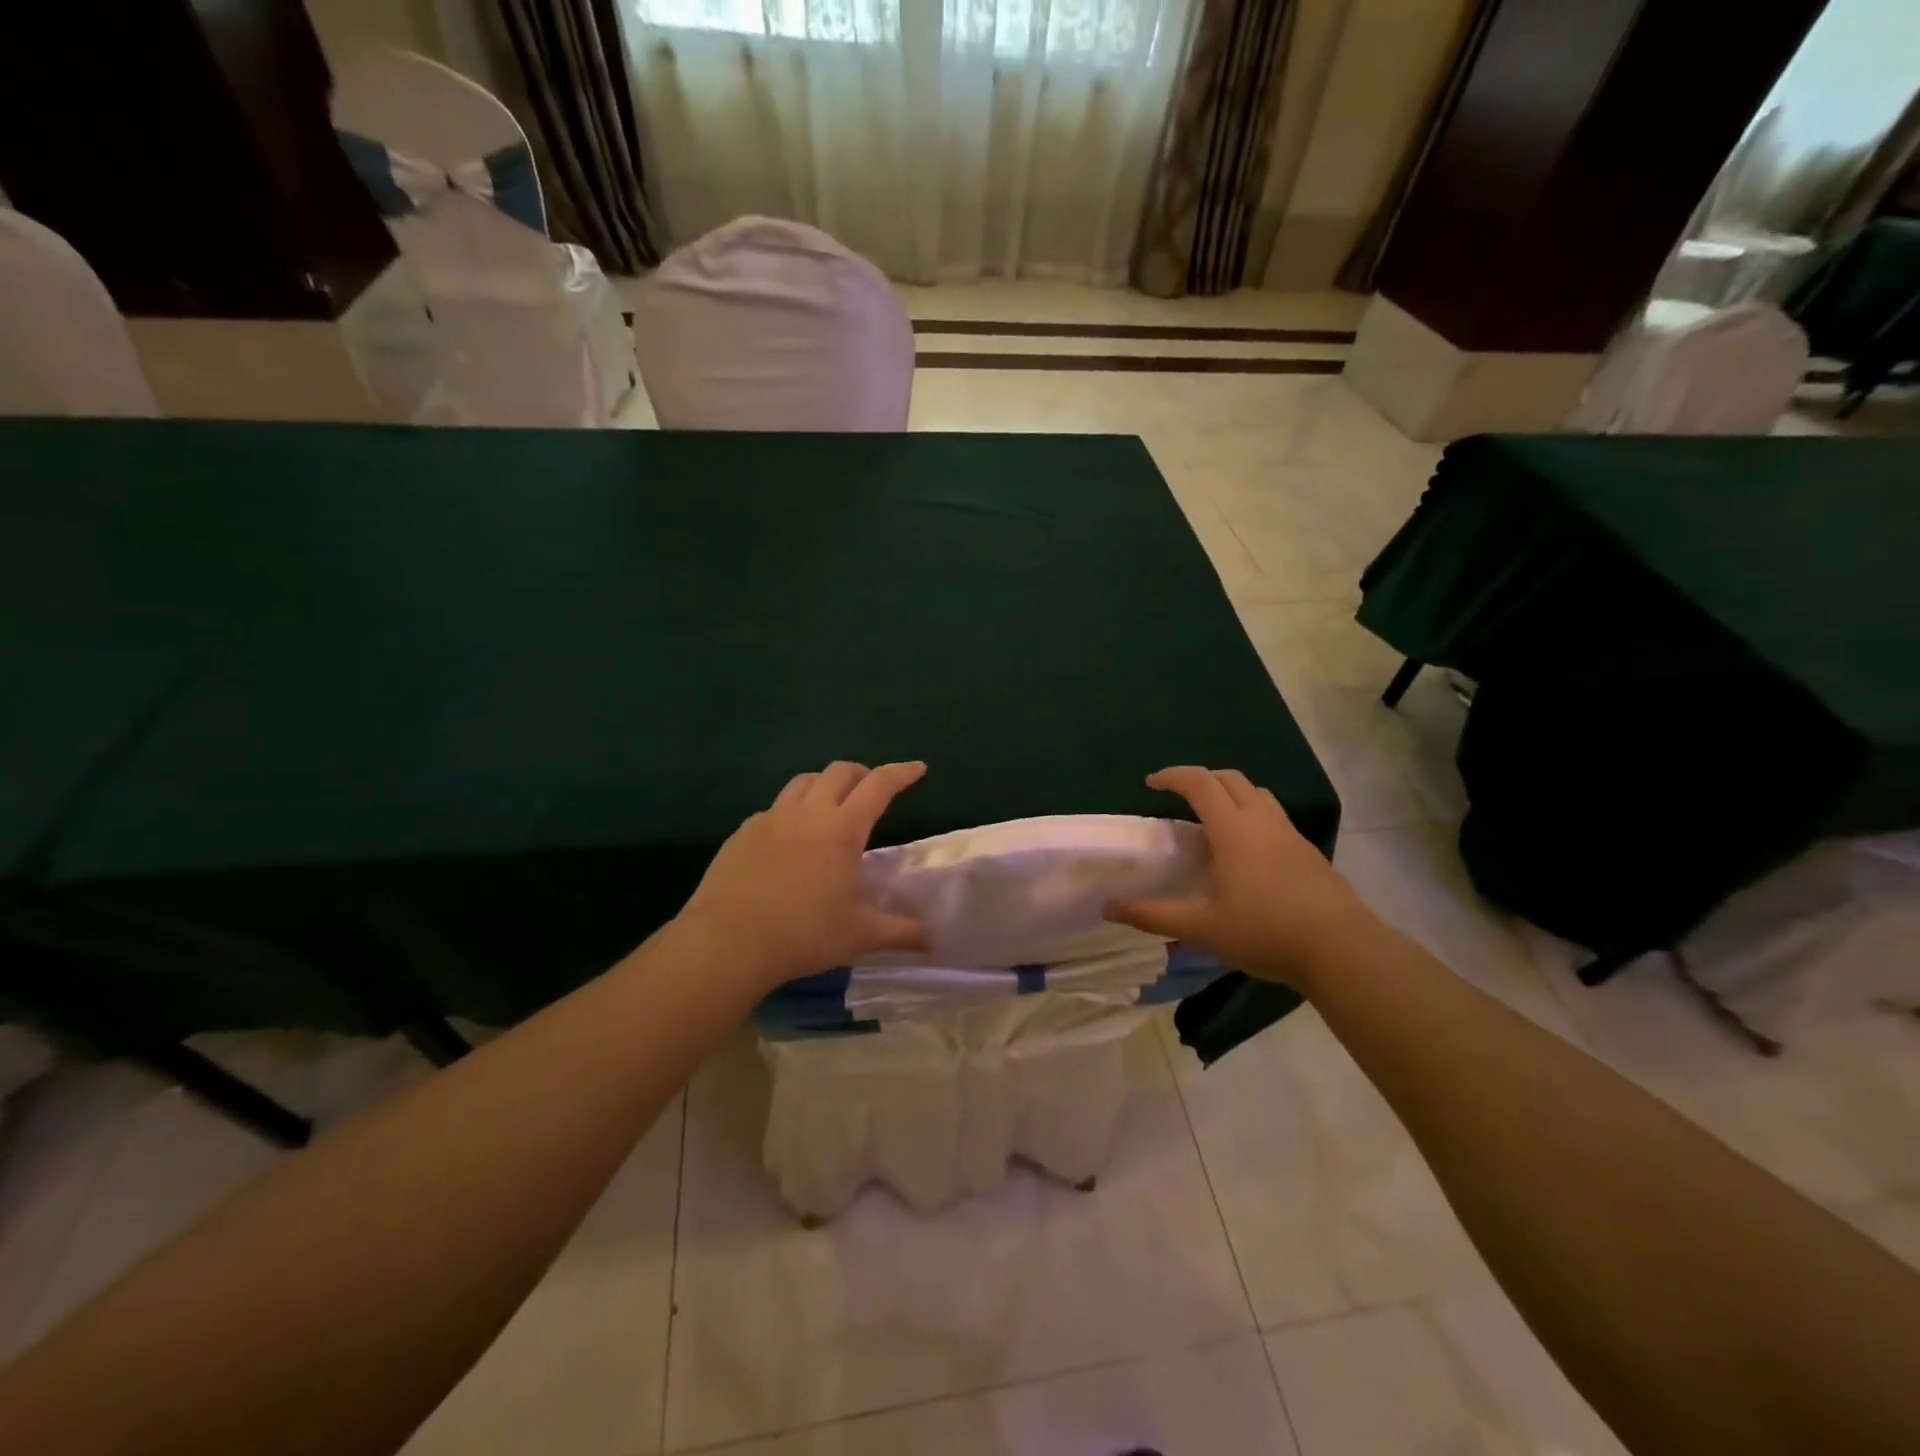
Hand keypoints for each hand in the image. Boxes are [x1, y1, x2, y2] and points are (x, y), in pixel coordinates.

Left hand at [675, 760, 931, 992]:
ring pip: (803, 782)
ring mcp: (770, 819)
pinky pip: (773, 808)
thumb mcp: (860, 935)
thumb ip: (901, 932)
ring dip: (824, 784)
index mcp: (842, 829)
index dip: (901, 773)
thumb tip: (935, 942)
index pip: (879, 786)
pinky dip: (791, 812)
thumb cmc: (804, 934)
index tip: (917, 769)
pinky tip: (789, 839)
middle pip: (839, 772)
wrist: (728, 941)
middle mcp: (808, 813)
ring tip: (831, 804)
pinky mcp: (742, 833)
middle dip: (861, 773)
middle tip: (872, 789)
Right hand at [1104, 766, 1375, 992]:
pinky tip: (1247, 850)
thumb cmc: (1266, 932)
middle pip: (1230, 779)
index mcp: (1233, 830)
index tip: (1152, 782)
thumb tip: (1108, 908)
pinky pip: (1274, 816)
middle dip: (1201, 778)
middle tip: (1179, 796)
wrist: (1342, 949)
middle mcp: (1262, 821)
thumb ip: (1153, 916)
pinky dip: (1252, 814)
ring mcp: (1290, 834)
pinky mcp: (1308, 851)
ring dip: (1230, 793)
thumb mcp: (1202, 928)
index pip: (1199, 783)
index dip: (1173, 776)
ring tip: (1213, 818)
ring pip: (1257, 794)